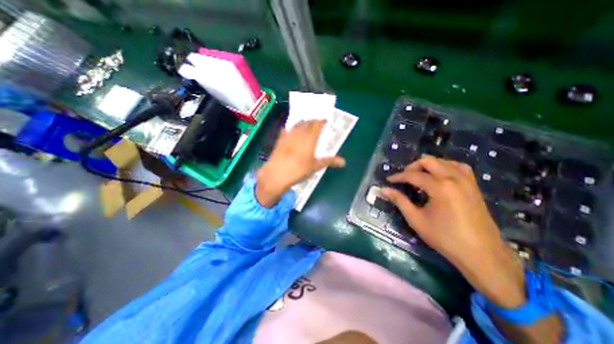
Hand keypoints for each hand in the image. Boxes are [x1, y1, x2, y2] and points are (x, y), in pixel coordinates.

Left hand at [256, 120, 343, 207]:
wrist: (277, 174)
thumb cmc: (299, 170)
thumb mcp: (315, 166)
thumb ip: (329, 161)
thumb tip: (343, 162)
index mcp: (310, 139)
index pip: (317, 125)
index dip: (321, 121)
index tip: (325, 120)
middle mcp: (299, 134)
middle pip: (307, 122)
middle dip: (312, 120)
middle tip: (316, 122)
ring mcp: (288, 136)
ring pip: (296, 124)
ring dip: (302, 122)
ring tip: (305, 123)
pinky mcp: (280, 140)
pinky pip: (285, 130)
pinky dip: (289, 128)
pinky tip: (289, 130)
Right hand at [382, 156, 521, 307]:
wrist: (481, 254)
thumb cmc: (444, 237)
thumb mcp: (416, 219)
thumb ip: (399, 201)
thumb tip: (383, 190)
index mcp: (439, 187)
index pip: (413, 175)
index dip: (398, 177)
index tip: (388, 180)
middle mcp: (454, 178)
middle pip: (428, 161)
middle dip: (412, 167)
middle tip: (404, 178)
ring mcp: (467, 181)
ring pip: (444, 161)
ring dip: (428, 165)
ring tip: (419, 176)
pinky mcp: (474, 186)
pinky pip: (458, 167)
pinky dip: (445, 166)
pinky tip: (440, 176)